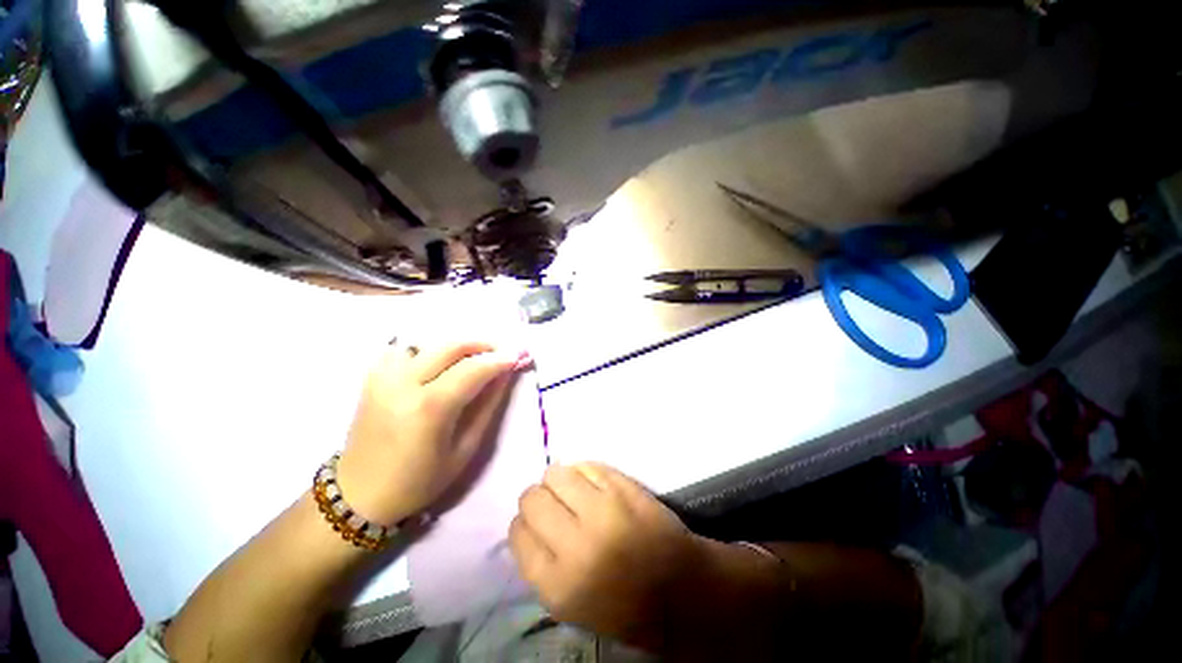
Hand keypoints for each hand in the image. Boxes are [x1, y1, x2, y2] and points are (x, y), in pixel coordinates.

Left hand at [337, 341, 530, 525]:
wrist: (360, 495)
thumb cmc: (419, 481)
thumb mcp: (465, 449)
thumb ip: (487, 406)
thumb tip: (505, 375)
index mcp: (429, 408)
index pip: (472, 369)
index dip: (499, 359)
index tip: (518, 355)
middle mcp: (403, 384)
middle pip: (450, 346)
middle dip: (482, 344)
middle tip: (500, 352)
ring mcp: (383, 378)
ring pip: (428, 342)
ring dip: (456, 346)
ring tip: (472, 358)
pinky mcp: (372, 378)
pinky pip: (405, 349)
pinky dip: (428, 350)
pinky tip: (438, 363)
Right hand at [509, 463, 707, 648]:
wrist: (681, 588)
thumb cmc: (625, 606)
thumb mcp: (571, 605)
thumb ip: (542, 565)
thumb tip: (526, 524)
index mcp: (558, 584)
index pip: (518, 533)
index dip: (524, 524)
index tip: (534, 523)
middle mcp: (575, 544)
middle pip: (532, 498)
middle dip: (537, 498)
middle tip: (552, 504)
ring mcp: (603, 509)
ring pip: (556, 474)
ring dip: (558, 480)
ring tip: (571, 490)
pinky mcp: (623, 487)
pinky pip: (586, 465)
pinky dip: (583, 471)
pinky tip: (590, 483)